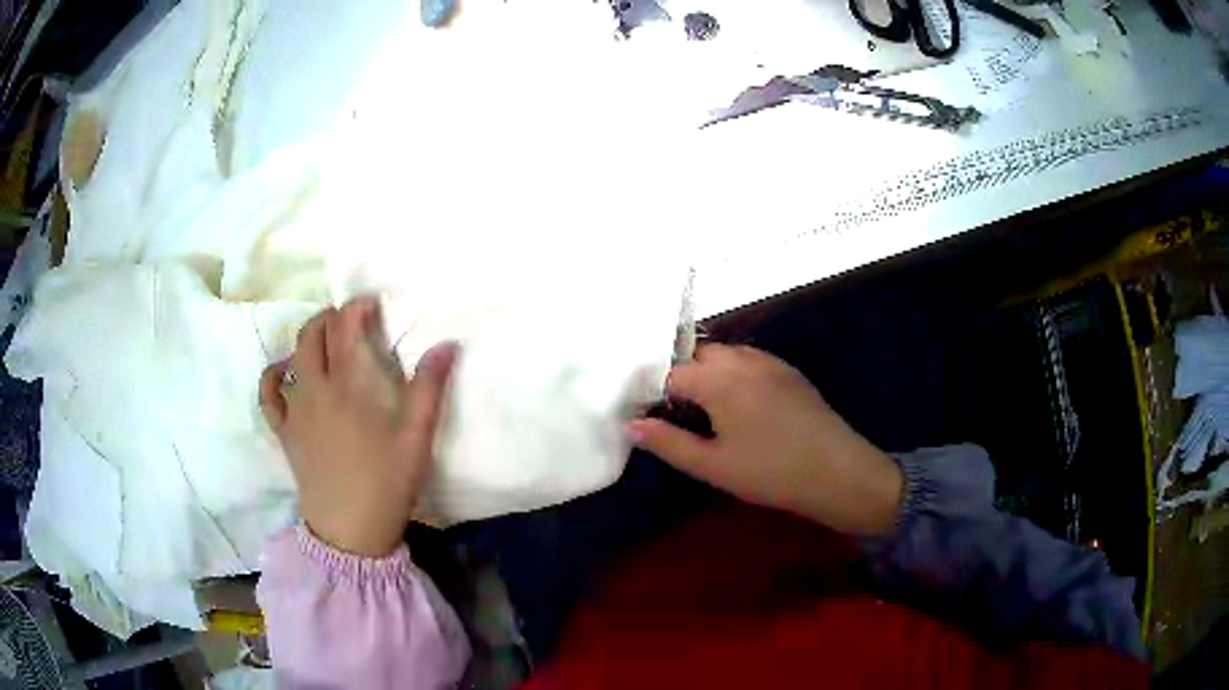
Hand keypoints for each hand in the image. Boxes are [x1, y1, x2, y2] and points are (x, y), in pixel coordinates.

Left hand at [259, 297, 457, 556]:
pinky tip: (285, 373)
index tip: (372, 304)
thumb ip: (429, 389)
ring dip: (306, 339)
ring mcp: (295, 410)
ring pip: (291, 356)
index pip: (345, 327)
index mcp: (347, 386)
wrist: (349, 531)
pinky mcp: (284, 432)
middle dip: (331, 317)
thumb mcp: (416, 439)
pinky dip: (274, 375)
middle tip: (351, 322)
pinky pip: (269, 395)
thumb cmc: (386, 484)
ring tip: (324, 342)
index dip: (357, 307)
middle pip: (313, 334)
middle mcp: (315, 388)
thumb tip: (447, 345)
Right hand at [626, 345, 902, 535]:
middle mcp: (743, 359)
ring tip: (707, 411)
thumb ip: (668, 442)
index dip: (654, 393)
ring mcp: (771, 362)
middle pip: (699, 355)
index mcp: (719, 379)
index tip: (650, 416)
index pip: (671, 373)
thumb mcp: (713, 465)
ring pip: (727, 355)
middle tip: (678, 414)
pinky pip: (751, 361)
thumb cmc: (770, 472)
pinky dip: (735, 374)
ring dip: (709, 373)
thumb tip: (631, 424)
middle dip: (682, 377)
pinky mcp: (790, 373)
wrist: (838, 472)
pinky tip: (742, 407)